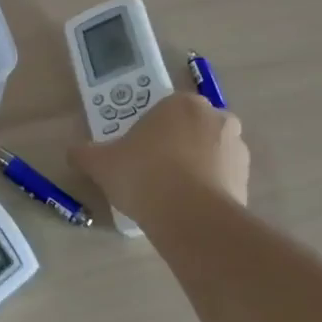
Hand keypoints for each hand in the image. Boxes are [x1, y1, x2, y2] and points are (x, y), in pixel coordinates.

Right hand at [69, 91, 249, 217]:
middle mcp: (216, 118)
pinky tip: (185, 210)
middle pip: (189, 130)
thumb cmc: (144, 175)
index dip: (147, 131)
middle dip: (174, 146)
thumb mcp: (101, 163)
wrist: (191, 218)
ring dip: (194, 168)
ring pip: (208, 155)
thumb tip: (74, 152)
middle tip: (151, 170)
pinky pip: (221, 181)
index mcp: (182, 103)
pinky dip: (207, 191)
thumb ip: (85, 153)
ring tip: (168, 195)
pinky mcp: (247, 182)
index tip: (135, 152)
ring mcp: (237, 150)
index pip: (163, 110)